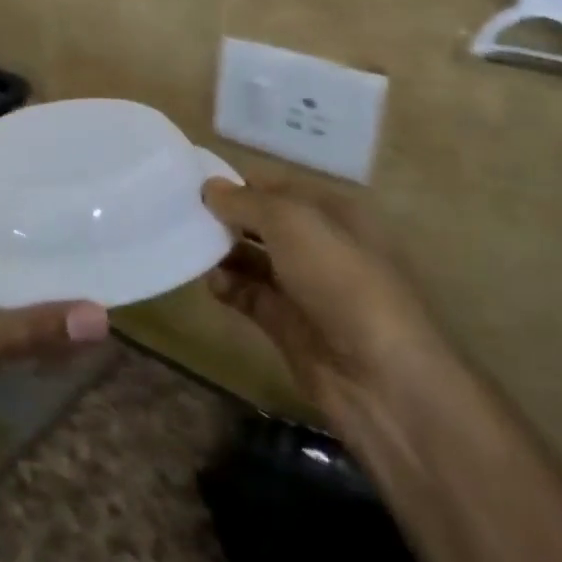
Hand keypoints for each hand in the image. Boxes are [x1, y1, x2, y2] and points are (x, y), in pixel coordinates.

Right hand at [200, 177, 448, 426]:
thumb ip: (246, 202)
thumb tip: (209, 187)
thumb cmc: (341, 282)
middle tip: (180, 214)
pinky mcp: (286, 322)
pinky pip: (247, 293)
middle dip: (224, 217)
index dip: (238, 183)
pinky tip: (214, 284)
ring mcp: (303, 285)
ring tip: (191, 248)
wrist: (381, 379)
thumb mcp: (293, 224)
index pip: (276, 186)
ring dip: (221, 251)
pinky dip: (227, 286)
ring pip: (250, 257)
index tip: (192, 183)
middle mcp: (318, 244)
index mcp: (332, 213)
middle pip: (260, 221)